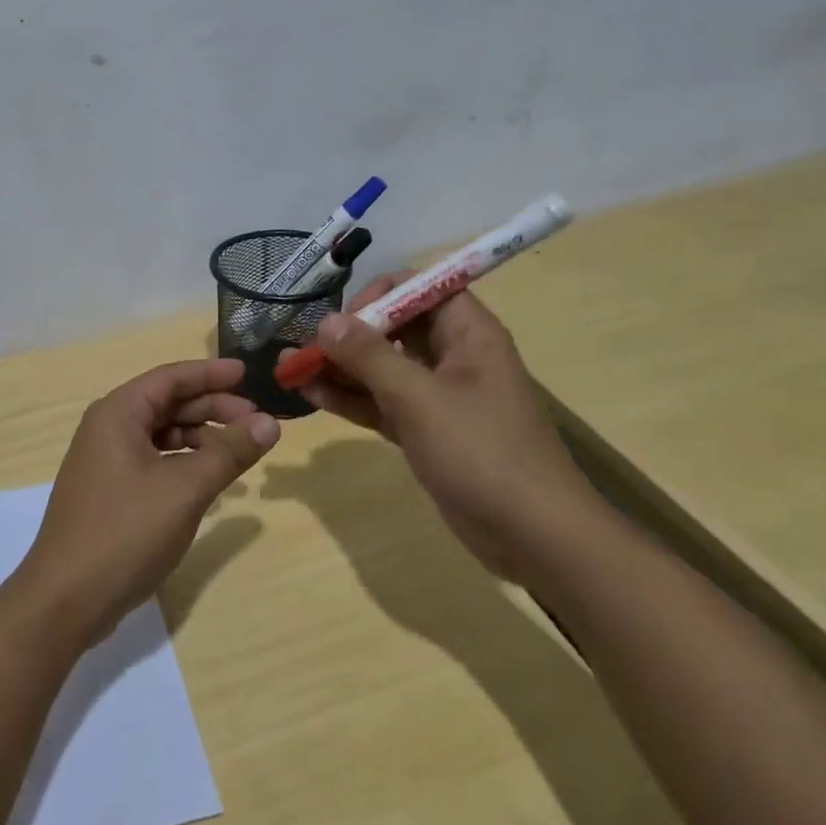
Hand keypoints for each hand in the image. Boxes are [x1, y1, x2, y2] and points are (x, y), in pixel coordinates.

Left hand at [9, 357, 279, 646]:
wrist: (65, 599)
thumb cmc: (125, 532)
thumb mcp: (185, 489)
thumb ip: (229, 452)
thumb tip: (270, 423)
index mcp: (118, 413)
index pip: (170, 378)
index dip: (211, 374)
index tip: (248, 375)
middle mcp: (107, 428)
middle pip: (167, 404)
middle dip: (212, 408)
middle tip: (257, 422)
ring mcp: (105, 461)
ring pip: (160, 434)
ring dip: (200, 438)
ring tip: (239, 452)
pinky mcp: (109, 491)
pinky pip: (152, 460)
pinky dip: (183, 463)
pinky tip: (208, 479)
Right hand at [285, 276, 603, 582]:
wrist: (535, 537)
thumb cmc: (482, 453)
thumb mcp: (419, 399)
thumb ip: (370, 357)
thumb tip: (326, 321)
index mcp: (467, 334)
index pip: (418, 288)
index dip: (377, 295)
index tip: (342, 321)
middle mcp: (453, 356)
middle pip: (393, 328)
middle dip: (345, 336)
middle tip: (301, 350)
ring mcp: (438, 396)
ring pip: (382, 368)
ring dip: (339, 369)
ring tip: (290, 371)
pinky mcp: (427, 430)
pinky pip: (382, 402)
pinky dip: (350, 399)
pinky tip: (310, 397)